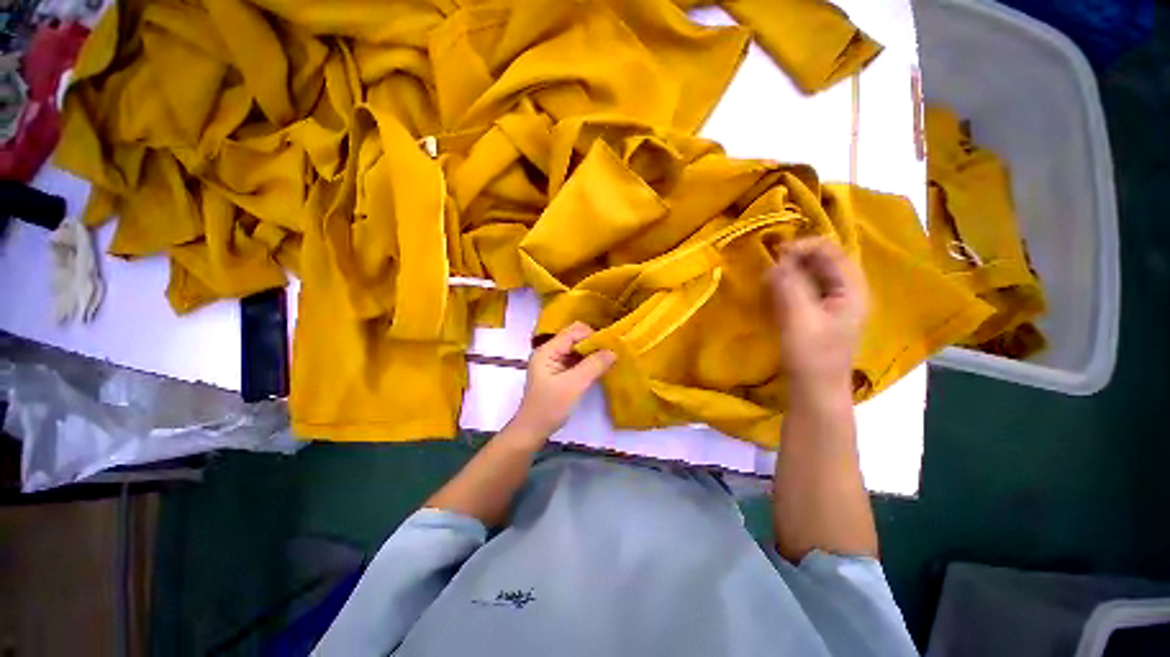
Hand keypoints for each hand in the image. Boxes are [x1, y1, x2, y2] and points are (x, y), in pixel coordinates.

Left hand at [510, 322, 616, 440]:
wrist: (532, 431)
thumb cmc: (549, 408)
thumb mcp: (573, 386)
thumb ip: (593, 366)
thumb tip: (614, 351)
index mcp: (548, 350)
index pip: (573, 332)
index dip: (593, 336)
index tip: (611, 345)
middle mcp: (550, 351)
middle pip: (575, 337)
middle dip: (594, 342)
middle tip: (612, 351)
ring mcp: (554, 362)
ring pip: (577, 348)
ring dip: (593, 352)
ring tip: (610, 358)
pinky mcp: (560, 372)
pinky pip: (577, 360)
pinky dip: (589, 361)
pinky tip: (601, 367)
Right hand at [767, 237, 867, 386]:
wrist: (814, 391)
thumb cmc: (811, 357)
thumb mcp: (799, 319)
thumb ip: (789, 287)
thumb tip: (776, 261)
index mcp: (852, 290)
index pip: (834, 252)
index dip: (806, 246)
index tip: (777, 252)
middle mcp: (847, 293)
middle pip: (824, 262)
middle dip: (797, 258)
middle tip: (770, 263)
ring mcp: (833, 305)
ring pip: (813, 275)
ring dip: (791, 271)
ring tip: (769, 275)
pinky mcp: (818, 315)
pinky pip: (805, 289)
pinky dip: (789, 284)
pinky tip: (774, 289)